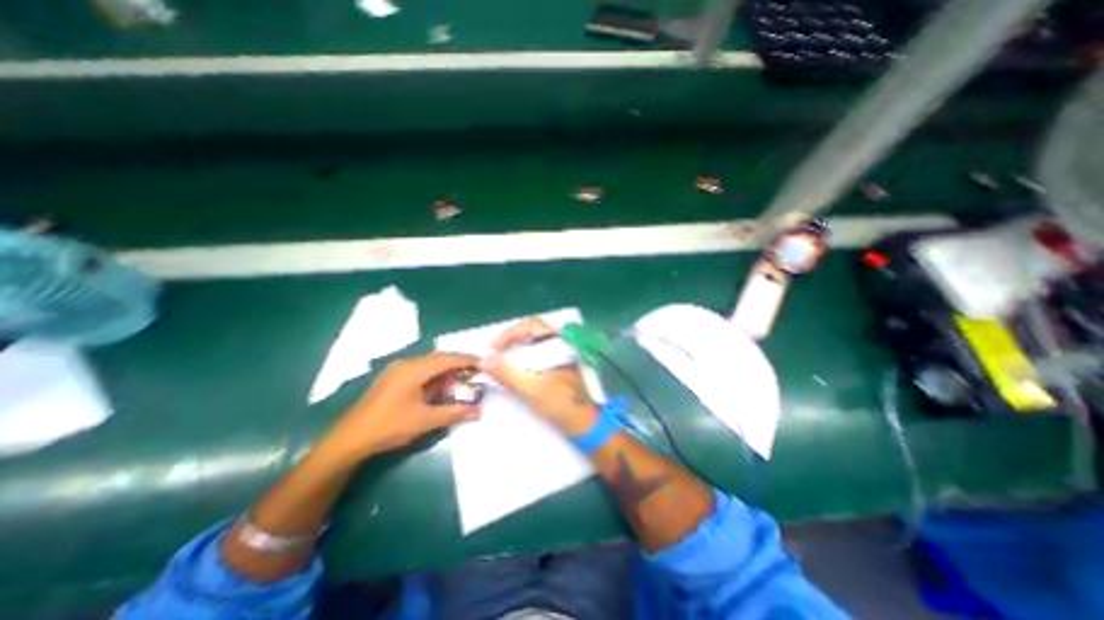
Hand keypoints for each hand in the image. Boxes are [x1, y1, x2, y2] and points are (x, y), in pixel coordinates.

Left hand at [316, 353, 477, 464]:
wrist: (349, 440)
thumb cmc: (389, 427)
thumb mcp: (426, 421)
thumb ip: (455, 412)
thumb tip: (479, 411)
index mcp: (414, 370)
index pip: (447, 359)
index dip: (467, 360)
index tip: (484, 363)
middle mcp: (406, 364)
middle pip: (439, 358)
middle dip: (457, 366)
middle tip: (474, 374)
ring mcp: (396, 370)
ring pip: (428, 364)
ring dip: (444, 372)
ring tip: (457, 385)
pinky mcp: (391, 378)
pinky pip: (419, 371)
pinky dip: (433, 377)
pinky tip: (436, 390)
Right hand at [483, 320, 599, 435]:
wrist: (584, 423)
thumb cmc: (561, 404)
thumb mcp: (531, 390)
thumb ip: (507, 374)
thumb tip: (485, 360)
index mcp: (557, 344)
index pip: (531, 325)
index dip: (509, 333)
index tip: (494, 349)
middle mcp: (560, 344)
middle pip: (530, 332)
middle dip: (510, 341)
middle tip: (494, 355)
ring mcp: (559, 354)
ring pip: (533, 343)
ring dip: (515, 349)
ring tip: (500, 363)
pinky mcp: (557, 365)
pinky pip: (536, 353)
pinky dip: (522, 358)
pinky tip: (515, 371)